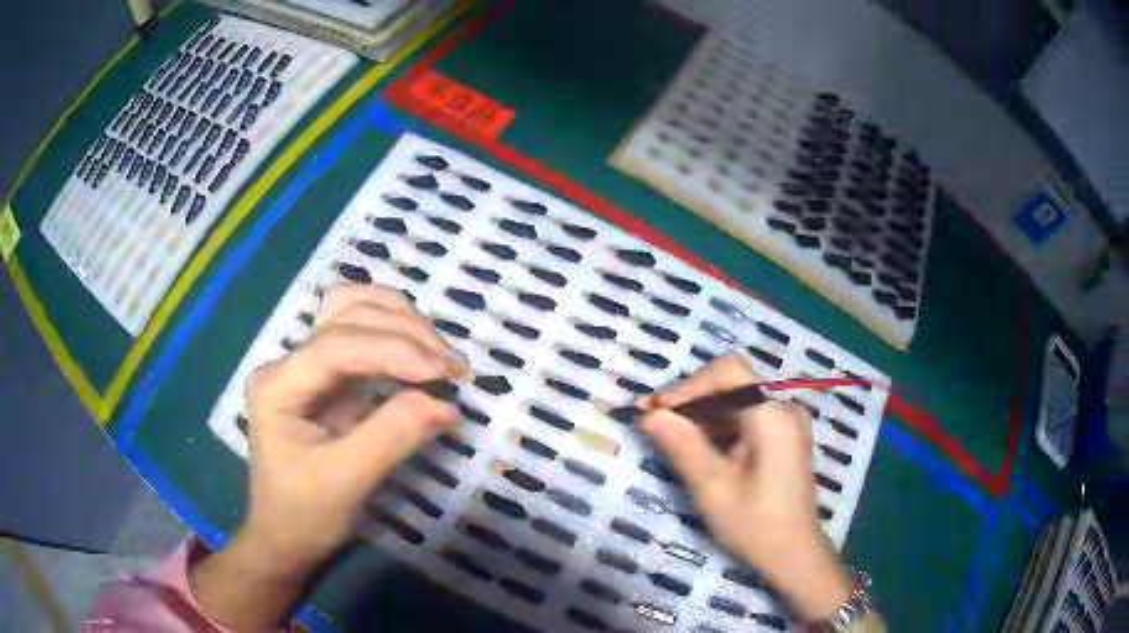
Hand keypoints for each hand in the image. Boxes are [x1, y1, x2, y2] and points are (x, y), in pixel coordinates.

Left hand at [191, 285, 463, 630]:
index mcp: (277, 385)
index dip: (392, 350)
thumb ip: (392, 438)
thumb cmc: (303, 516)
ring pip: (353, 312)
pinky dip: (395, 333)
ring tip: (440, 355)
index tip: (443, 374)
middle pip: (346, 317)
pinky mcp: (327, 378)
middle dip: (403, 333)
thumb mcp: (345, 483)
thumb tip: (446, 405)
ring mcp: (306, 366)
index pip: (336, 347)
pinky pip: (361, 334)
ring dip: (401, 322)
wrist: (284, 538)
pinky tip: (419, 348)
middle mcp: (288, 362)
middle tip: (452, 367)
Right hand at [639, 355, 852, 620]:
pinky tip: (695, 444)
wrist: (793, 554)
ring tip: (666, 432)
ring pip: (736, 400)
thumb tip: (649, 414)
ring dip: (701, 412)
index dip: (688, 386)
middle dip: (691, 399)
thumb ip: (681, 444)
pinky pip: (746, 417)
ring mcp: (786, 423)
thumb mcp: (712, 486)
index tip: (654, 409)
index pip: (728, 374)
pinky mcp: (783, 437)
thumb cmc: (754, 523)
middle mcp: (784, 409)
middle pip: (732, 384)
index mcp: (772, 416)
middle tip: (652, 420)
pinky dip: (718, 425)